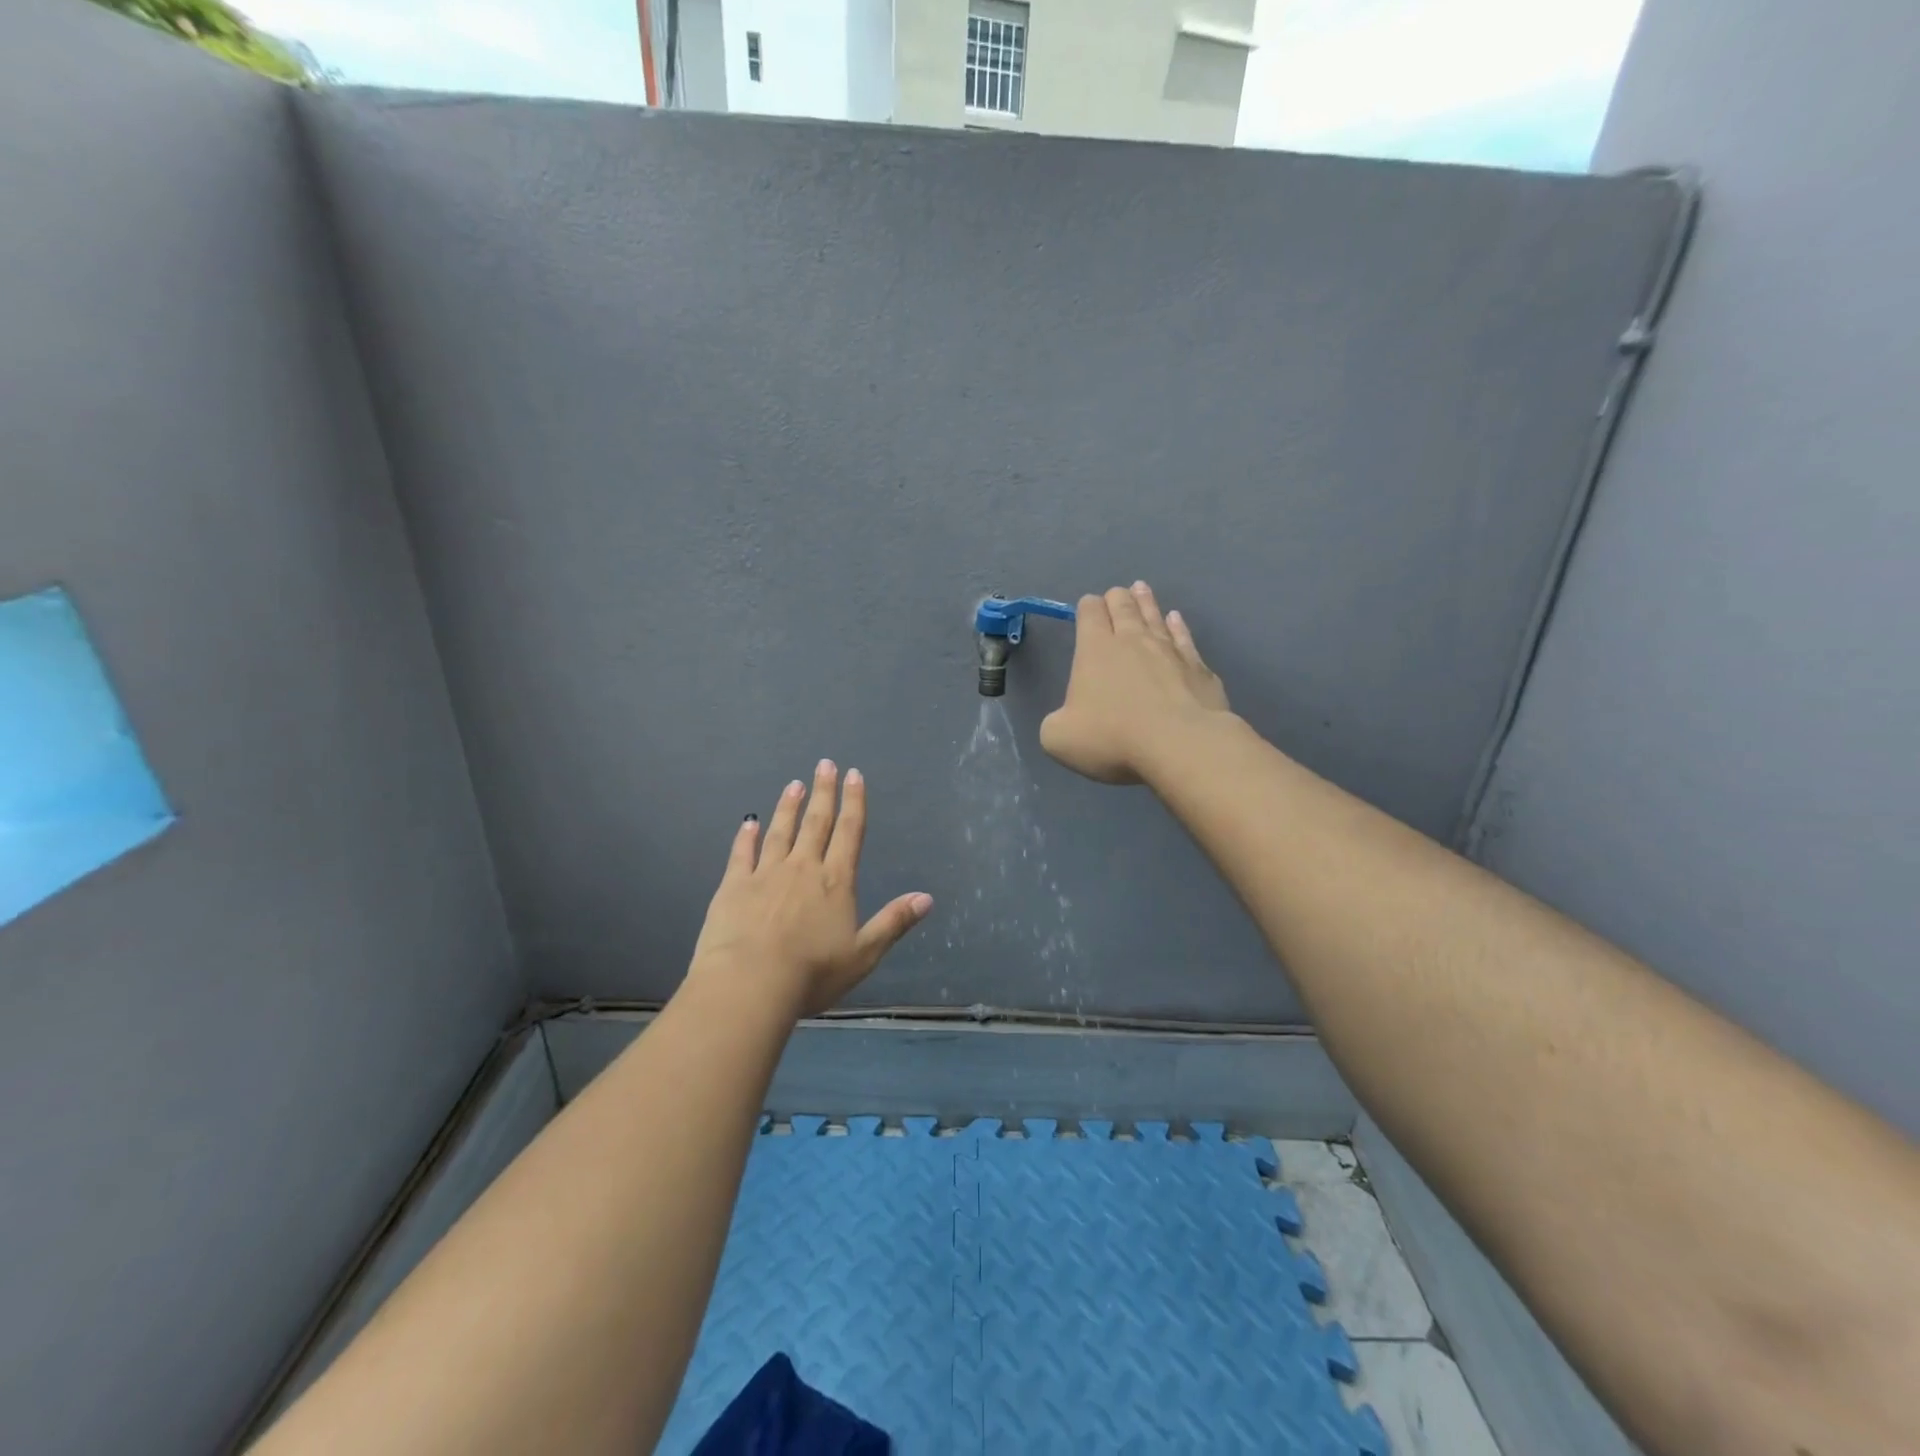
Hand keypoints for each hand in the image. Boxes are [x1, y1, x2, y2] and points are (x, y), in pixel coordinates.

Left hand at [686, 760, 932, 1019]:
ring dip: (788, 807)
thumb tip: (927, 897)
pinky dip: (746, 837)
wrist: (750, 982)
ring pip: (780, 832)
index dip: (854, 803)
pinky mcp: (734, 886)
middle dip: (823, 792)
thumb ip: (893, 922)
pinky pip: (742, 854)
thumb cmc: (812, 972)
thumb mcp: (864, 953)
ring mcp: (766, 874)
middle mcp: (803, 868)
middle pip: (816, 823)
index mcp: (836, 881)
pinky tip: (748, 823)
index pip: (849, 832)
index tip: (854, 775)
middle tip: (824, 764)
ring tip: (793, 785)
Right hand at [1040, 582, 1231, 784]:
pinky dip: (1178, 626)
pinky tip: (1176, 619)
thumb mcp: (1059, 738)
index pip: (1089, 613)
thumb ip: (1056, 723)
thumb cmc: (1112, 738)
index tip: (1087, 609)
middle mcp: (1133, 641)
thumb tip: (1066, 720)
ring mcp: (1169, 651)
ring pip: (1154, 616)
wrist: (1181, 745)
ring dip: (1146, 602)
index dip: (1087, 607)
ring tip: (1141, 588)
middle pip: (1123, 607)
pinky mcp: (1198, 668)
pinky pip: (1184, 638)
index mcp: (1095, 649)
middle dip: (1116, 598)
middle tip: (1116, 594)